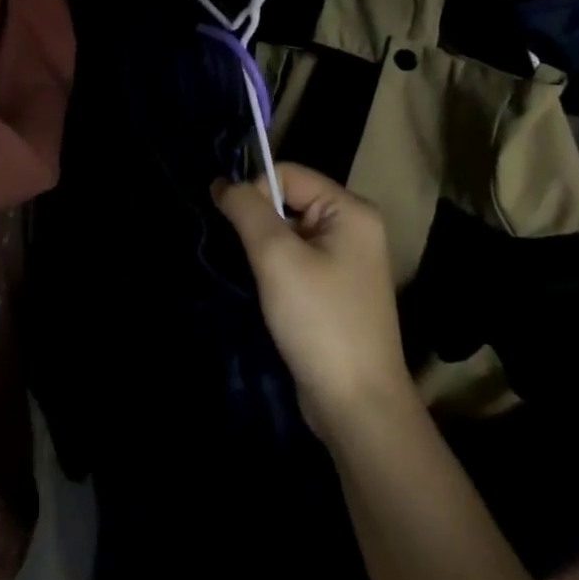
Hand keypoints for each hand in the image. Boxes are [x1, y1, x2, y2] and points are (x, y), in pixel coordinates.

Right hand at [214, 164, 415, 439]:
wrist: (356, 405)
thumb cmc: (319, 320)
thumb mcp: (276, 256)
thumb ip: (246, 209)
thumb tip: (221, 182)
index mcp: (351, 210)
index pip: (286, 174)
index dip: (255, 194)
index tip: (238, 231)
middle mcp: (354, 228)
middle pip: (288, 200)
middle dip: (258, 222)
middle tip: (246, 257)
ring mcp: (347, 260)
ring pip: (287, 231)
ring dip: (263, 248)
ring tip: (254, 276)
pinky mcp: (335, 289)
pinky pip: (295, 258)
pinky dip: (274, 268)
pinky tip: (265, 291)